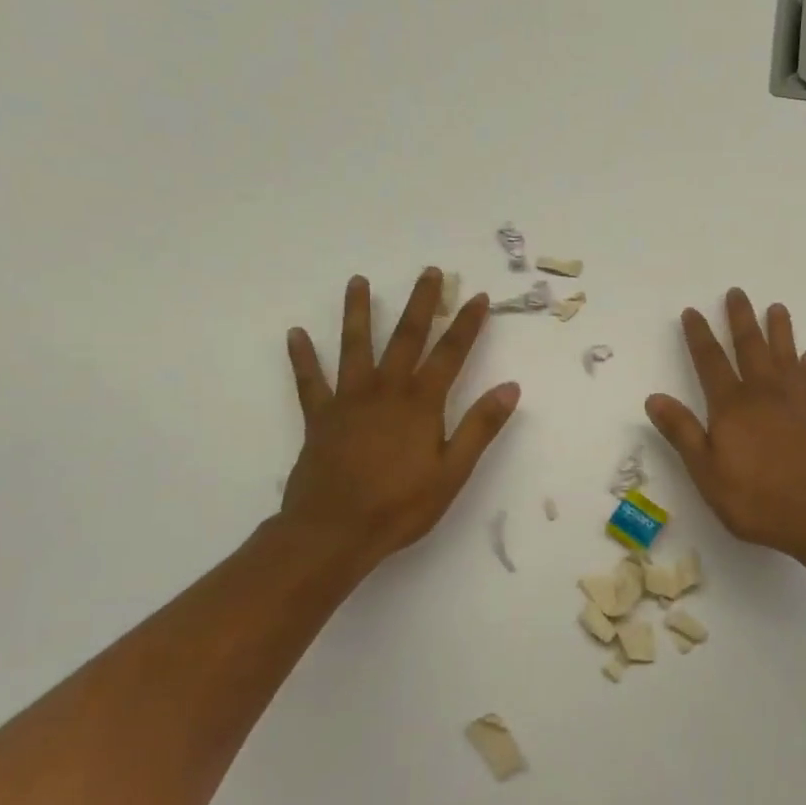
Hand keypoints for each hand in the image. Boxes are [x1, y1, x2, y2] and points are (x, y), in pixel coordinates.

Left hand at [279, 268, 519, 569]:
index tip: (479, 297)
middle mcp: (385, 391)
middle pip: (406, 338)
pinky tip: (295, 334)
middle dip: (421, 304)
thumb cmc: (401, 506)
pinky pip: (309, 381)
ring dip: (357, 313)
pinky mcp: (319, 418)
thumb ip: (480, 427)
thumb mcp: (453, 472)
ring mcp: (348, 401)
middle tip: (430, 272)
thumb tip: (510, 387)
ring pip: (354, 347)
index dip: (467, 324)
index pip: (450, 354)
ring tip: (358, 282)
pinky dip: (302, 358)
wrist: (334, 531)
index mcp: (421, 404)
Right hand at [646, 289, 805, 558]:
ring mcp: (795, 402)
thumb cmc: (758, 498)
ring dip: (779, 330)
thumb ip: (683, 433)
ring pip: (784, 355)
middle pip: (749, 347)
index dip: (699, 335)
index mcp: (731, 406)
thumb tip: (654, 398)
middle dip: (740, 319)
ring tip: (776, 307)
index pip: (710, 361)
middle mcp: (763, 393)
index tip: (692, 311)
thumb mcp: (707, 472)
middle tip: (736, 292)